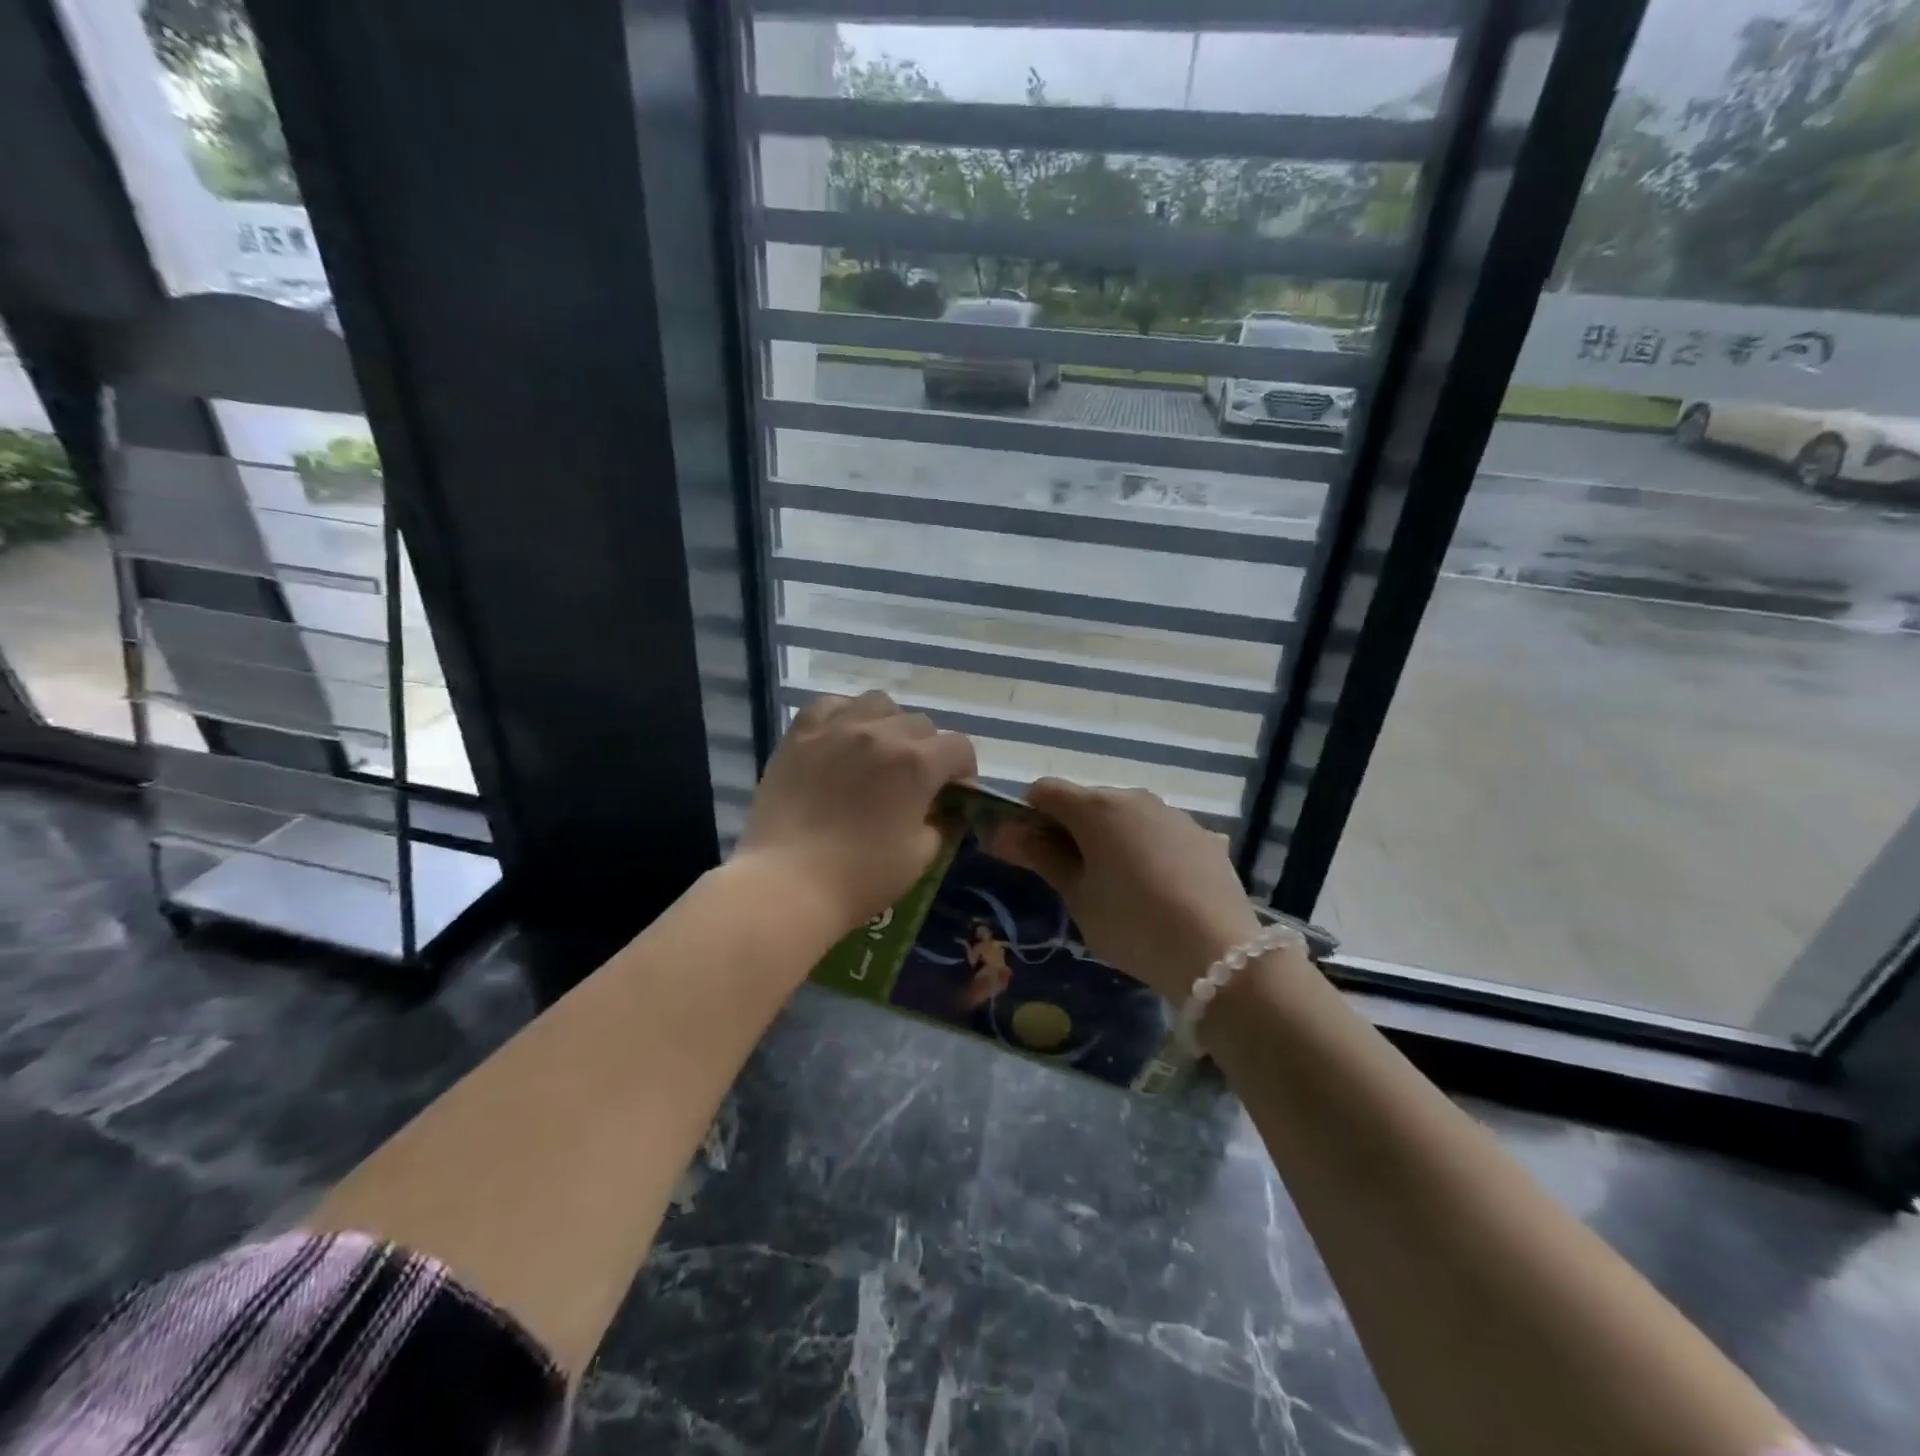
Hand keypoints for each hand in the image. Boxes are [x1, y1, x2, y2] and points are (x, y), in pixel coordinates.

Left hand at [737, 691, 976, 933]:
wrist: (788, 883)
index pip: (959, 747)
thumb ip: (941, 824)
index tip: (954, 793)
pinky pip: (830, 705)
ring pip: (878, 704)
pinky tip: (841, 737)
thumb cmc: (861, 877)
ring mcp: (838, 728)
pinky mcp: (801, 734)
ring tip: (878, 751)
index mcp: (917, 764)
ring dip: (888, 724)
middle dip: (927, 750)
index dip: (964, 770)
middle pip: (921, 724)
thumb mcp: (920, 857)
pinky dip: (843, 715)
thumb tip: (943, 810)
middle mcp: (882, 734)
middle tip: (914, 781)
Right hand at [986, 781, 1261, 1001]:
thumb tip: (1003, 833)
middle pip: (1087, 801)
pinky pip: (1159, 832)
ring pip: (1126, 816)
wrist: (1218, 953)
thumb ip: (1042, 858)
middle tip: (1072, 877)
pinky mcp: (1203, 834)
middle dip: (1071, 829)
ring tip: (1121, 887)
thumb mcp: (1078, 897)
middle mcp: (1134, 797)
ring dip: (1111, 838)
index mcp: (1096, 808)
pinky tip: (1159, 889)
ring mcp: (1173, 813)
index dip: (1028, 815)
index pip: (1044, 791)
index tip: (1030, 851)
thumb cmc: (1132, 925)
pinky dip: (1147, 848)